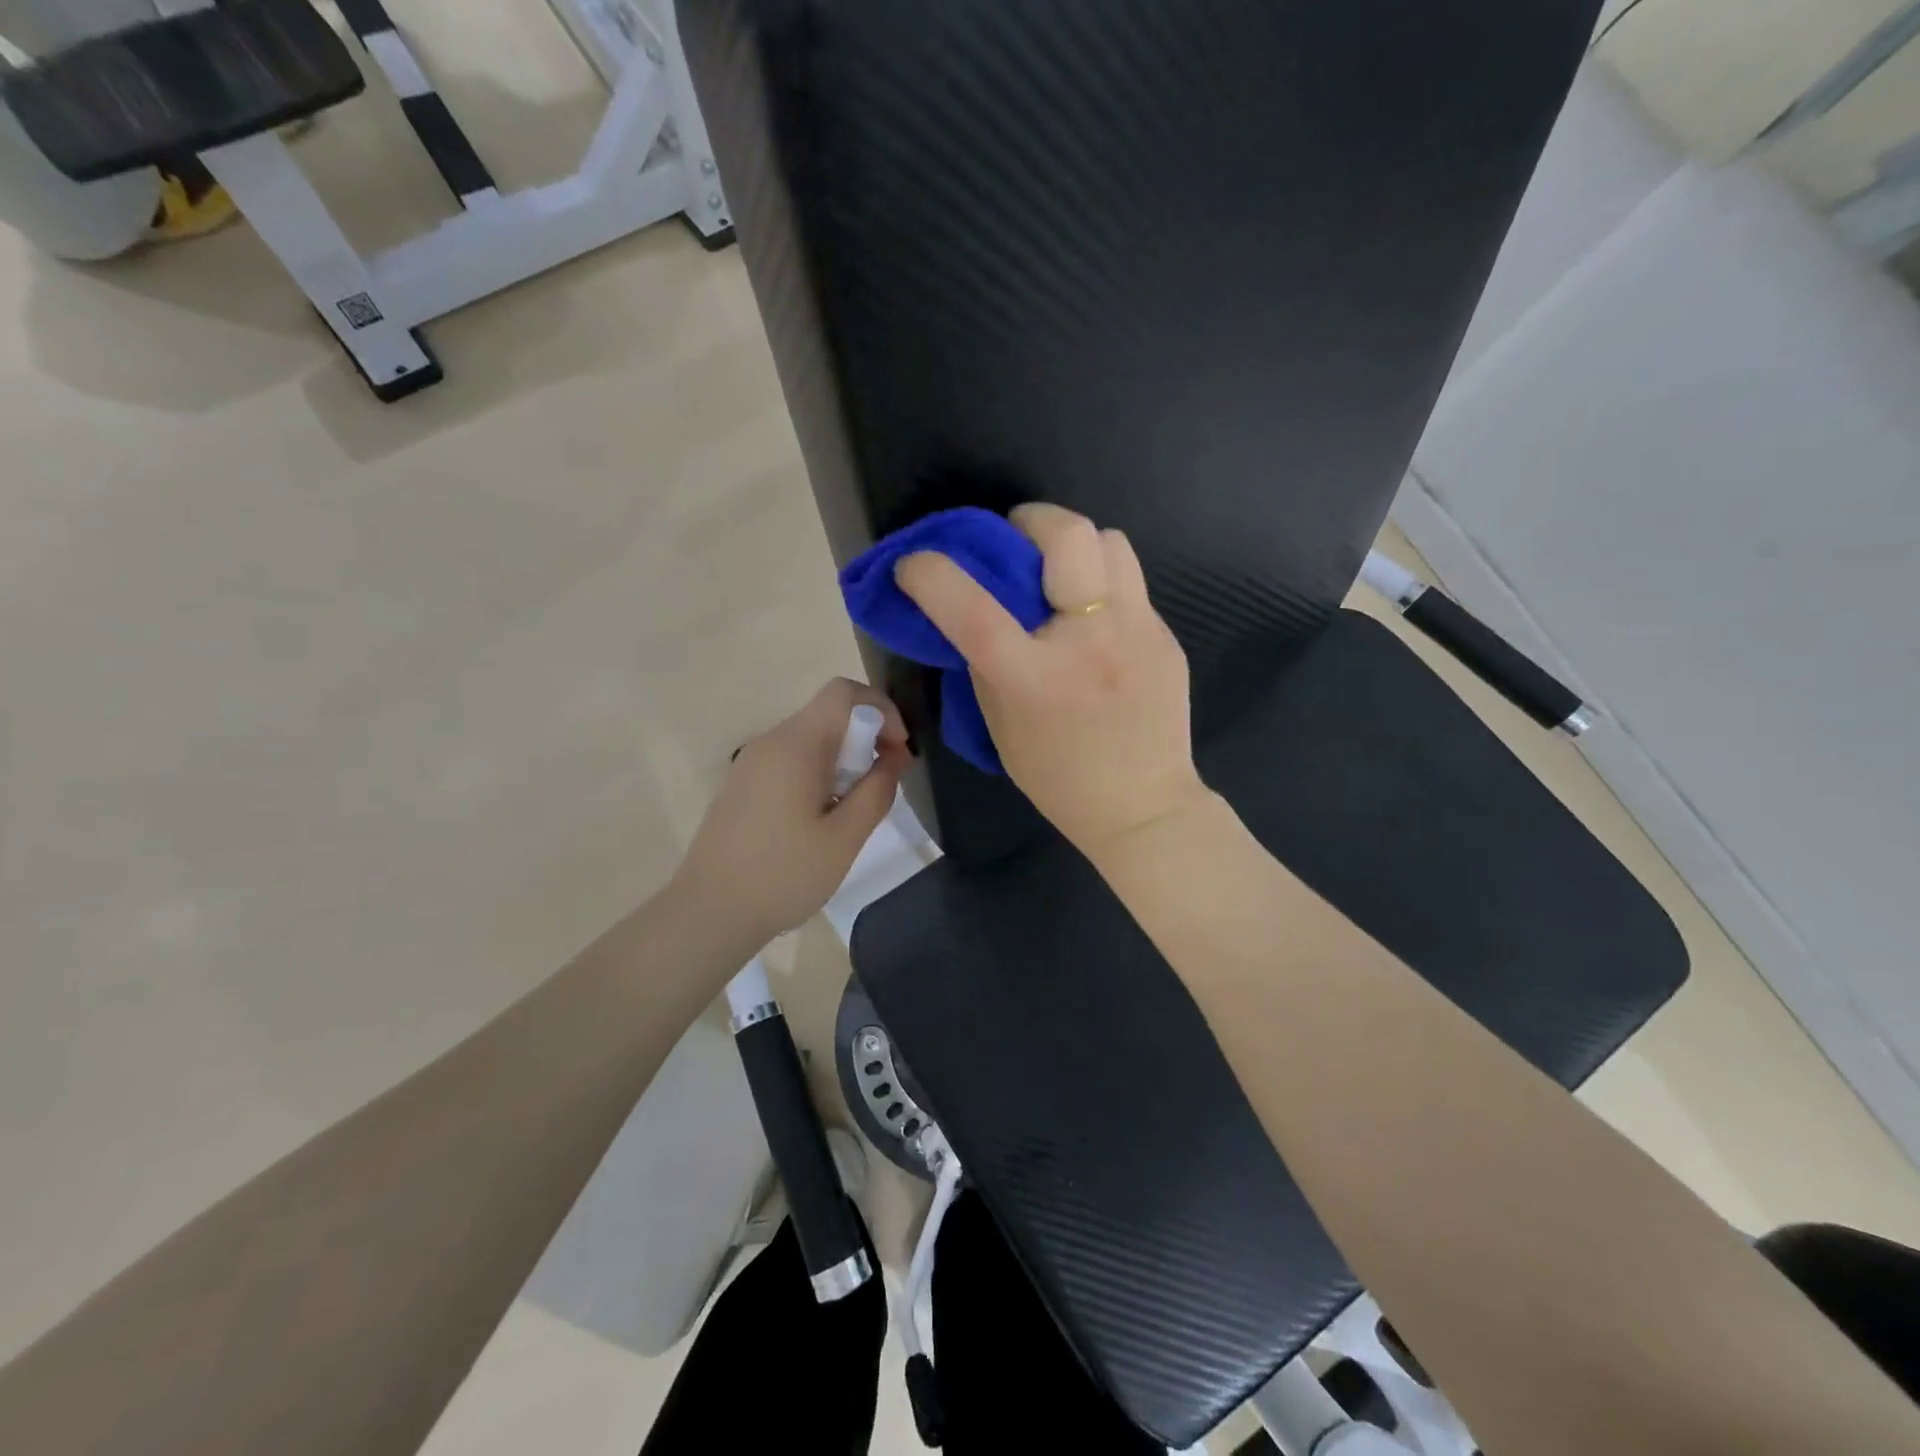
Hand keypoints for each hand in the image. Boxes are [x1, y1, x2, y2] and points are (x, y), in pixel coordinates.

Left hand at [672, 678, 910, 946]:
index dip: (882, 710)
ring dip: (845, 759)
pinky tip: (822, 818)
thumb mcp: (844, 838)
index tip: (897, 752)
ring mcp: (751, 763)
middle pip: (829, 714)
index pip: (843, 693)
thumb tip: (892, 758)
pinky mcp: (743, 785)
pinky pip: (791, 760)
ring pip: (811, 739)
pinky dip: (819, 773)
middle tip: (885, 784)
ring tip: (856, 808)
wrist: (708, 914)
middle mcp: (770, 742)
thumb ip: (876, 791)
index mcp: (794, 745)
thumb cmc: (783, 876)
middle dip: (867, 738)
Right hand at [894, 502, 1210, 862]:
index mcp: (1035, 678)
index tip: (915, 564)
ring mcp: (1138, 633)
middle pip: (1068, 536)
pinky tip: (1096, 626)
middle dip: (1032, 520)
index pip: (974, 609)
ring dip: (1076, 547)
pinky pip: (1130, 585)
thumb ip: (985, 663)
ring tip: (1061, 578)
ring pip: (1111, 542)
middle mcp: (1090, 643)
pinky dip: (1102, 589)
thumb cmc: (1058, 776)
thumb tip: (976, 613)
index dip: (934, 574)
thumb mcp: (1001, 724)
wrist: (1143, 807)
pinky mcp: (1166, 637)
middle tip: (1016, 541)